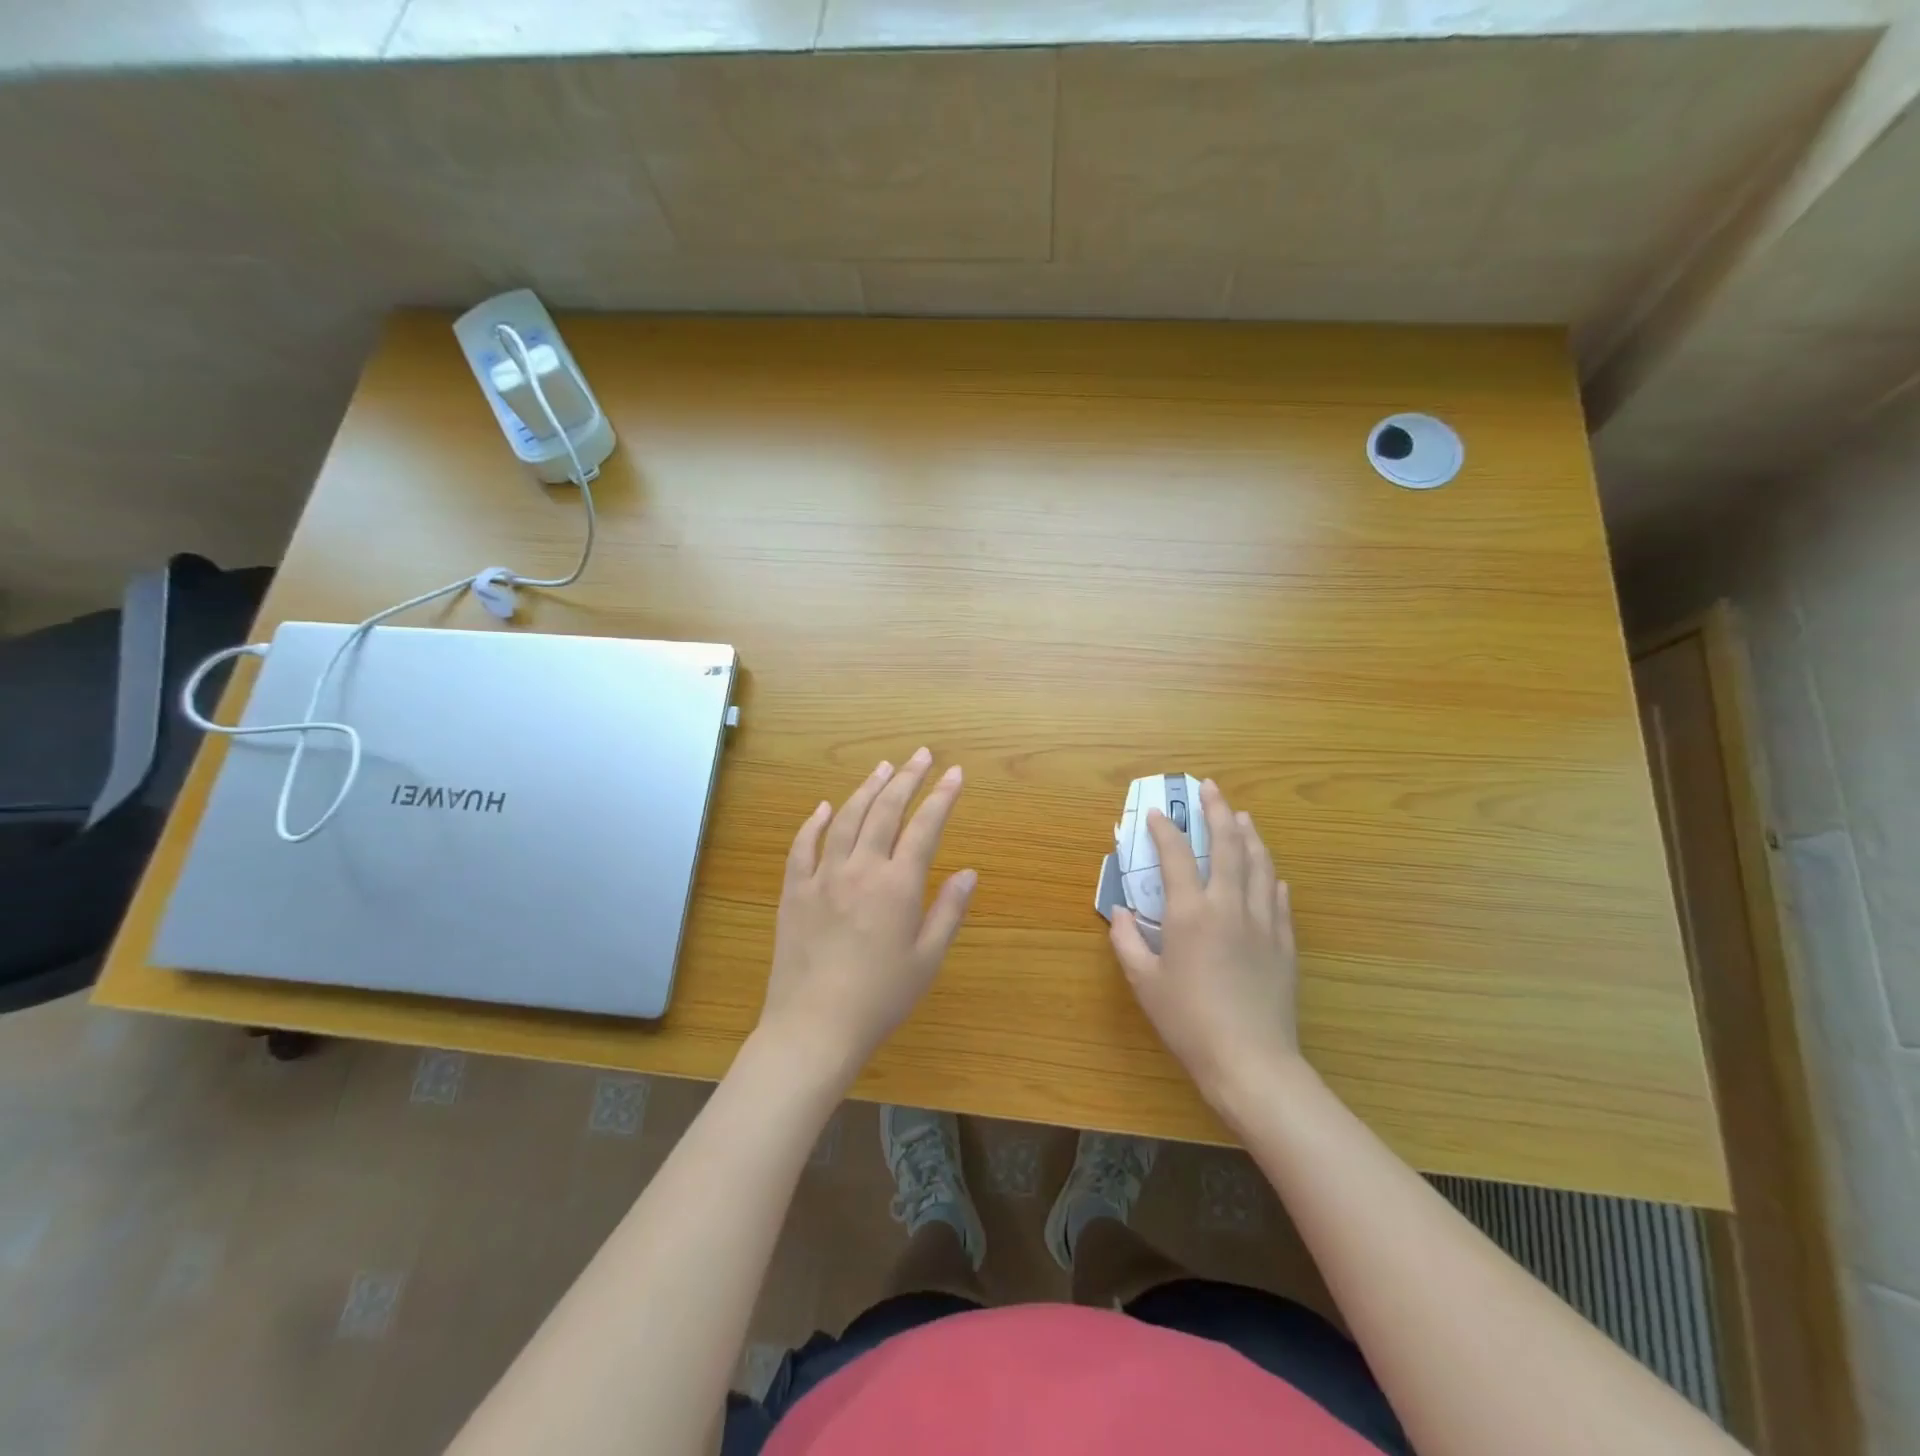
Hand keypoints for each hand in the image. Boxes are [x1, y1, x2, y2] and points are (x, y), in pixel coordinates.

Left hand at [758, 748, 975, 1085]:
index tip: (955, 773)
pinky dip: (814, 822)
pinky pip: (802, 846)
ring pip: (845, 819)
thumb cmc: (880, 998)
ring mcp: (822, 876)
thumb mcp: (927, 959)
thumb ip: (949, 911)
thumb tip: (969, 872)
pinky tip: (823, 807)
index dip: (942, 796)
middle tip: (920, 755)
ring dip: (866, 789)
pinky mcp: (794, 891)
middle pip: (885, 811)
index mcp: (897, 886)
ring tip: (882, 768)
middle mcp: (860, 869)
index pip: (925, 827)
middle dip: (907, 778)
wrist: (814, 1027)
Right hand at [1110, 780, 1301, 1106]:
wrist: (1251, 1061)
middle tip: (1210, 788)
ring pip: (1260, 864)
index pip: (1176, 856)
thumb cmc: (1188, 1021)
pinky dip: (1272, 876)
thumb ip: (1128, 942)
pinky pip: (1280, 898)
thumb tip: (1120, 913)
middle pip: (1228, 845)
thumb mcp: (1144, 983)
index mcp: (1191, 913)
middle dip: (1217, 811)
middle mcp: (1229, 906)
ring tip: (1243, 816)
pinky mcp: (1284, 943)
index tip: (1157, 813)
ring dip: (1250, 834)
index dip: (1165, 830)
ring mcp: (1263, 922)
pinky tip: (1271, 872)